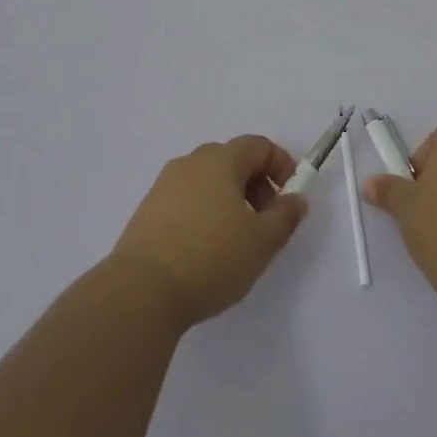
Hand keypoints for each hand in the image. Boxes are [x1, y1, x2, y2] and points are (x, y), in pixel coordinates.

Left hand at [109, 136, 309, 329]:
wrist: (141, 291)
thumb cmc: (211, 257)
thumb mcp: (262, 241)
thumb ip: (285, 216)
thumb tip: (295, 199)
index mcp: (220, 159)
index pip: (258, 145)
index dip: (281, 166)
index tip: (291, 197)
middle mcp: (191, 162)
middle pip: (233, 160)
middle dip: (257, 184)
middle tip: (267, 220)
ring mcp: (165, 184)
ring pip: (208, 180)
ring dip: (231, 199)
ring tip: (238, 239)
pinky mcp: (148, 210)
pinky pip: (187, 199)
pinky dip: (205, 212)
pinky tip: (207, 248)